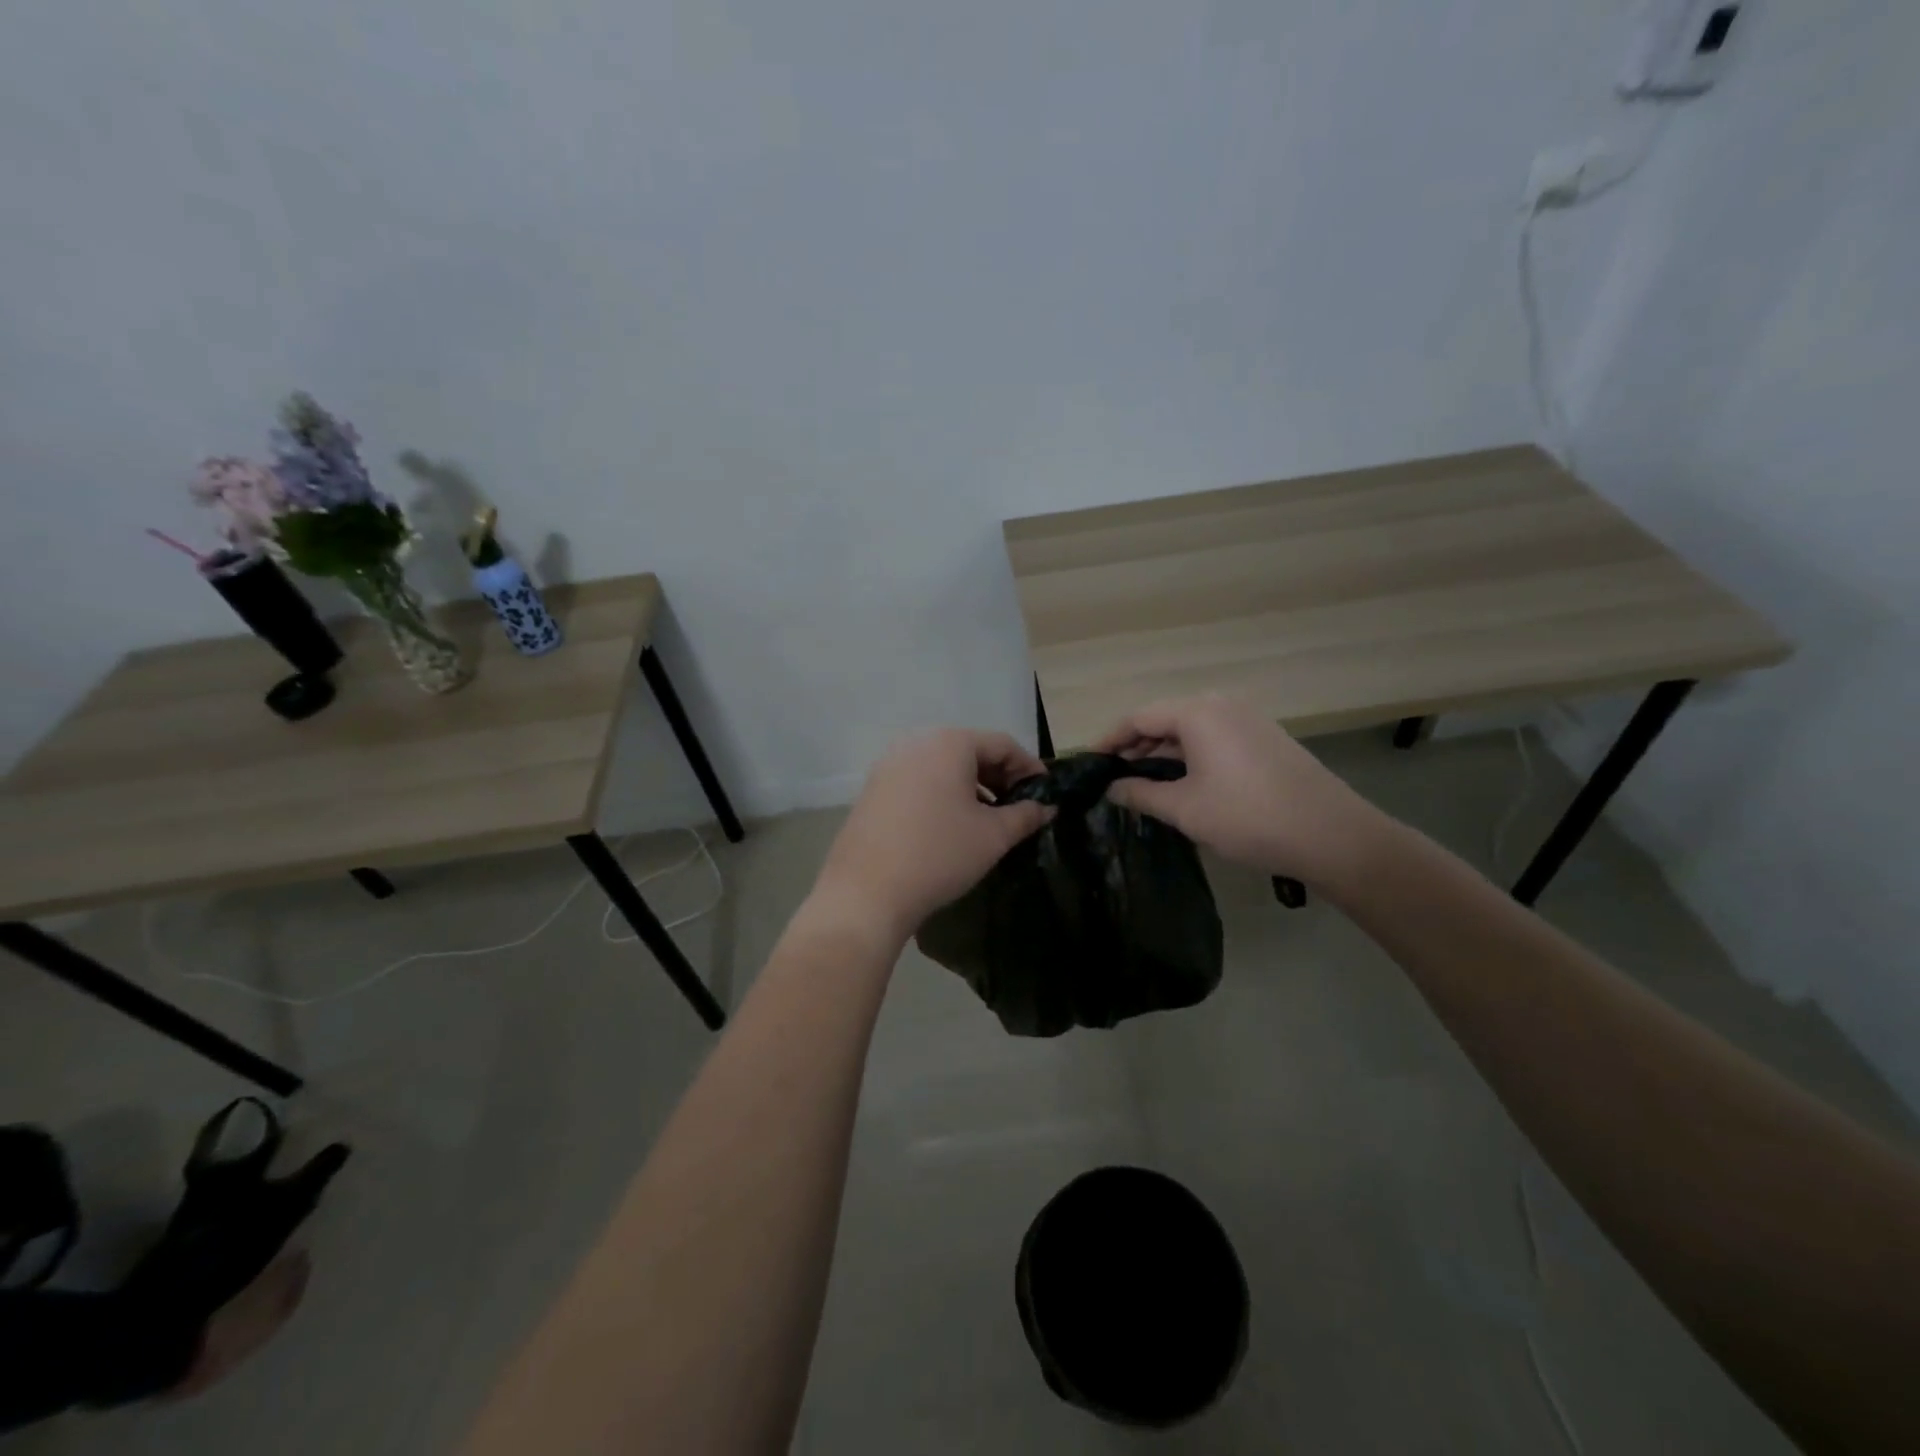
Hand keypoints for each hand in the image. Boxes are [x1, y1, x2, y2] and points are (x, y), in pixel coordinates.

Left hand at [810, 729, 1054, 943]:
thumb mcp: (992, 836)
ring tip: (989, 819)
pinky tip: (953, 825)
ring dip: (972, 787)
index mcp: (949, 743)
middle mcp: (916, 743)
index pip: (1002, 745)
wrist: (866, 893)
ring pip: (943, 767)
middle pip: (970, 751)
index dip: (1029, 768)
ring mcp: (889, 765)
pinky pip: (919, 781)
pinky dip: (943, 794)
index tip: (1046, 794)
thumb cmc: (939, 855)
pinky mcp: (873, 789)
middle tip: (1020, 807)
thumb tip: (1046, 807)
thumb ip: (1025, 816)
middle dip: (1000, 777)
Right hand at [1095, 695, 1389, 887]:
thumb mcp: (1184, 808)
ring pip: (1190, 729)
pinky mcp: (1264, 737)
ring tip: (1142, 784)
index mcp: (1197, 712)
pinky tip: (1182, 783)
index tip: (1090, 763)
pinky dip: (1190, 755)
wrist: (1331, 835)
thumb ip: (1140, 793)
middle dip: (1136, 747)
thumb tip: (1111, 788)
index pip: (1138, 718)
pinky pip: (1213, 738)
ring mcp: (1247, 719)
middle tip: (1112, 778)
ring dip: (1163, 752)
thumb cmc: (1248, 817)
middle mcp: (1221, 704)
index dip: (1109, 740)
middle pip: (1164, 718)